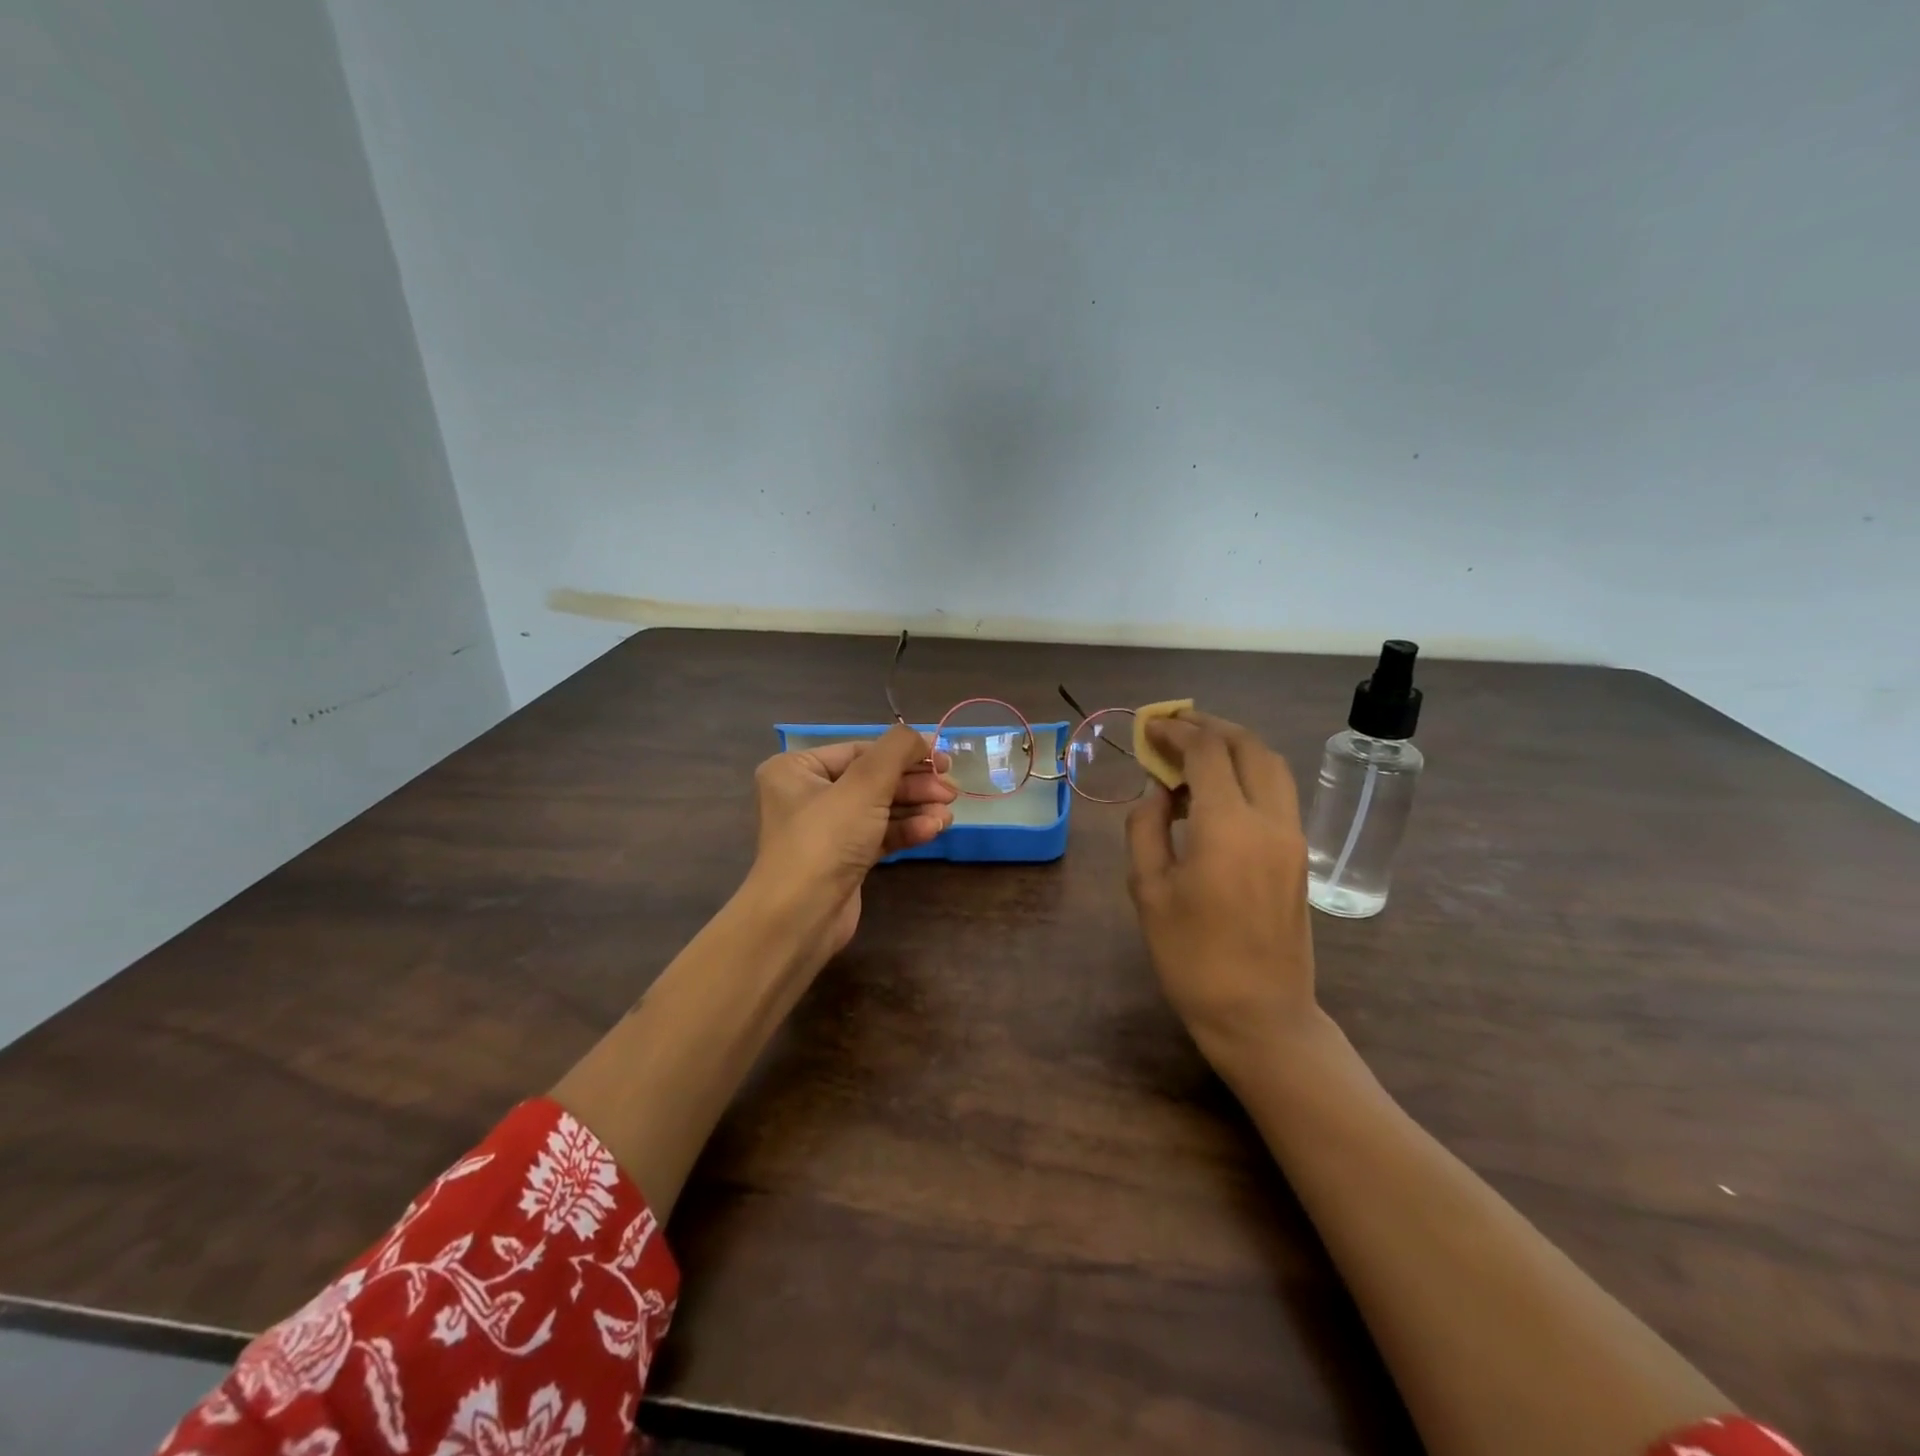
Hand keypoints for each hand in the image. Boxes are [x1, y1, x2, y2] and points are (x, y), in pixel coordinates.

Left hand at [746, 724, 956, 965]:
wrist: (801, 917)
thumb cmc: (826, 839)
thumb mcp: (864, 784)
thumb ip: (896, 750)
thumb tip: (921, 736)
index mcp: (797, 769)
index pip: (861, 750)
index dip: (905, 752)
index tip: (944, 760)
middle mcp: (808, 795)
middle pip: (874, 779)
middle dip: (914, 784)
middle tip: (951, 790)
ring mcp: (826, 830)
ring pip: (880, 808)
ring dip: (916, 808)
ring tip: (948, 813)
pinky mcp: (843, 859)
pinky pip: (879, 834)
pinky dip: (906, 830)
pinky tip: (934, 829)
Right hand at [1124, 711, 1321, 1067]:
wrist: (1260, 1015)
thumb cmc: (1192, 958)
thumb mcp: (1148, 891)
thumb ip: (1146, 828)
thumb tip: (1157, 792)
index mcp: (1228, 827)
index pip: (1206, 753)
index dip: (1175, 732)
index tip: (1148, 727)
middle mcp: (1269, 820)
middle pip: (1247, 745)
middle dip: (1208, 726)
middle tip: (1172, 726)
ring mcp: (1292, 836)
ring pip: (1271, 764)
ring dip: (1233, 745)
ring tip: (1195, 750)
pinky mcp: (1299, 854)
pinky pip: (1277, 792)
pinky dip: (1247, 772)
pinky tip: (1217, 790)